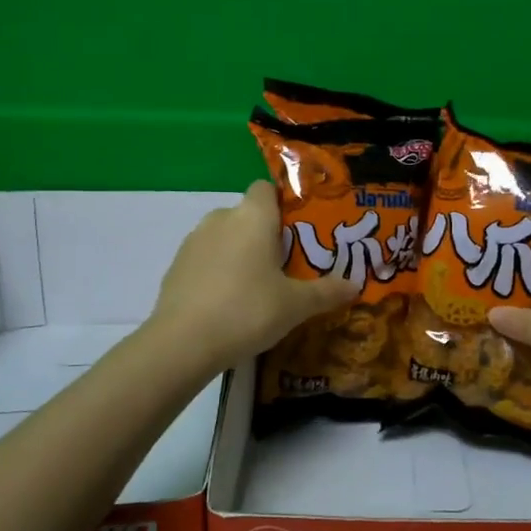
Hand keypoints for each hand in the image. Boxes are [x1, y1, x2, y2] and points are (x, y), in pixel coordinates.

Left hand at [150, 181, 356, 370]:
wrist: (184, 342)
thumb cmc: (249, 310)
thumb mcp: (296, 305)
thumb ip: (326, 291)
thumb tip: (355, 284)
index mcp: (253, 217)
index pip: (266, 188)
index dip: (281, 204)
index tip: (296, 231)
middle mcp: (221, 218)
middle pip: (247, 215)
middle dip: (263, 235)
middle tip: (284, 266)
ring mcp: (193, 241)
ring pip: (224, 237)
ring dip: (238, 253)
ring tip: (256, 288)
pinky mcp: (175, 266)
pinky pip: (205, 259)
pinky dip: (216, 272)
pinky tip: (227, 303)